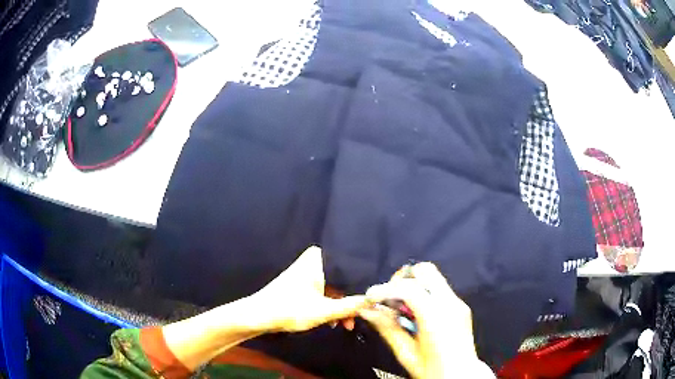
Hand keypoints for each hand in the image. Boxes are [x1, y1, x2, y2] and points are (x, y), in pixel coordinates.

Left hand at [250, 246, 367, 332]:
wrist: (258, 316)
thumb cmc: (291, 309)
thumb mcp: (325, 311)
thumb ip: (351, 306)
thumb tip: (373, 300)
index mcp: (318, 260)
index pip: (349, 267)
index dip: (361, 284)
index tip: (372, 298)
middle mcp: (313, 261)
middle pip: (341, 280)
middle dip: (349, 301)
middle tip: (356, 318)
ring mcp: (305, 272)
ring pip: (331, 288)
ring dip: (339, 307)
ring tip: (344, 325)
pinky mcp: (300, 284)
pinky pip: (321, 291)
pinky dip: (328, 305)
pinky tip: (331, 321)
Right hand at [359, 263, 493, 378]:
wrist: (461, 375)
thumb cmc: (434, 370)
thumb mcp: (406, 353)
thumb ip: (387, 328)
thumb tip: (368, 311)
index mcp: (436, 317)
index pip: (408, 288)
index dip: (385, 289)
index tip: (370, 297)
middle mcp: (450, 304)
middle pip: (424, 270)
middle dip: (402, 279)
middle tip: (389, 297)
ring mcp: (458, 303)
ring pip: (433, 277)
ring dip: (412, 285)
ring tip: (400, 307)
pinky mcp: (460, 306)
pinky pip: (438, 289)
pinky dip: (423, 293)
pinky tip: (415, 312)